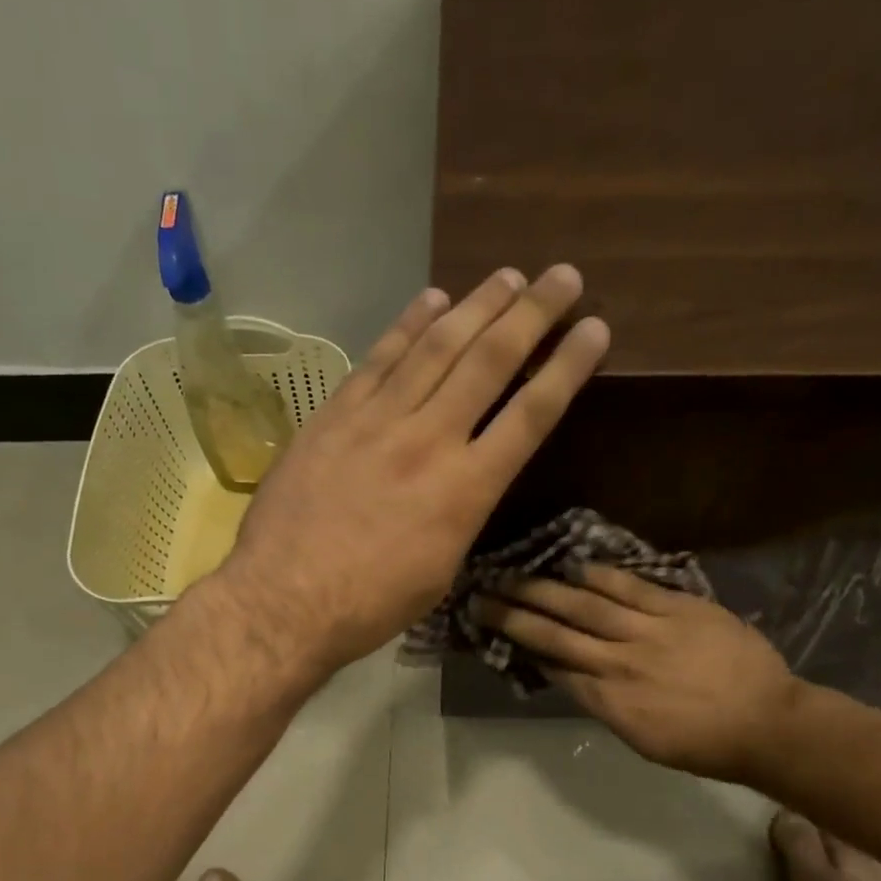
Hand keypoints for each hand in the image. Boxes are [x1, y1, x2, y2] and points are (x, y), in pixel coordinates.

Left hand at [215, 266, 610, 672]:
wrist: (284, 600)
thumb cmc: (370, 605)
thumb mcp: (440, 570)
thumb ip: (461, 514)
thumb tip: (466, 481)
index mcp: (468, 490)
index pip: (532, 414)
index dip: (568, 366)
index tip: (595, 329)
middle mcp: (431, 440)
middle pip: (490, 362)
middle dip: (532, 314)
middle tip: (563, 276)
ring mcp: (378, 421)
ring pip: (436, 348)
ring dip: (477, 306)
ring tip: (508, 277)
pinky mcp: (335, 416)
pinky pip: (379, 359)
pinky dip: (408, 325)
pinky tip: (432, 300)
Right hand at [472, 565, 799, 779]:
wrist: (767, 723)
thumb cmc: (703, 744)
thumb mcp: (643, 739)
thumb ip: (604, 705)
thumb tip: (570, 675)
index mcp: (609, 702)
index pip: (553, 666)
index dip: (520, 645)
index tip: (493, 629)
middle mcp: (619, 663)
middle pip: (556, 633)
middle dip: (514, 614)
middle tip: (481, 595)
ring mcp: (649, 631)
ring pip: (585, 606)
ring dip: (544, 589)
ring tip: (512, 574)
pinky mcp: (678, 608)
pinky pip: (631, 588)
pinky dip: (600, 576)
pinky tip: (574, 565)